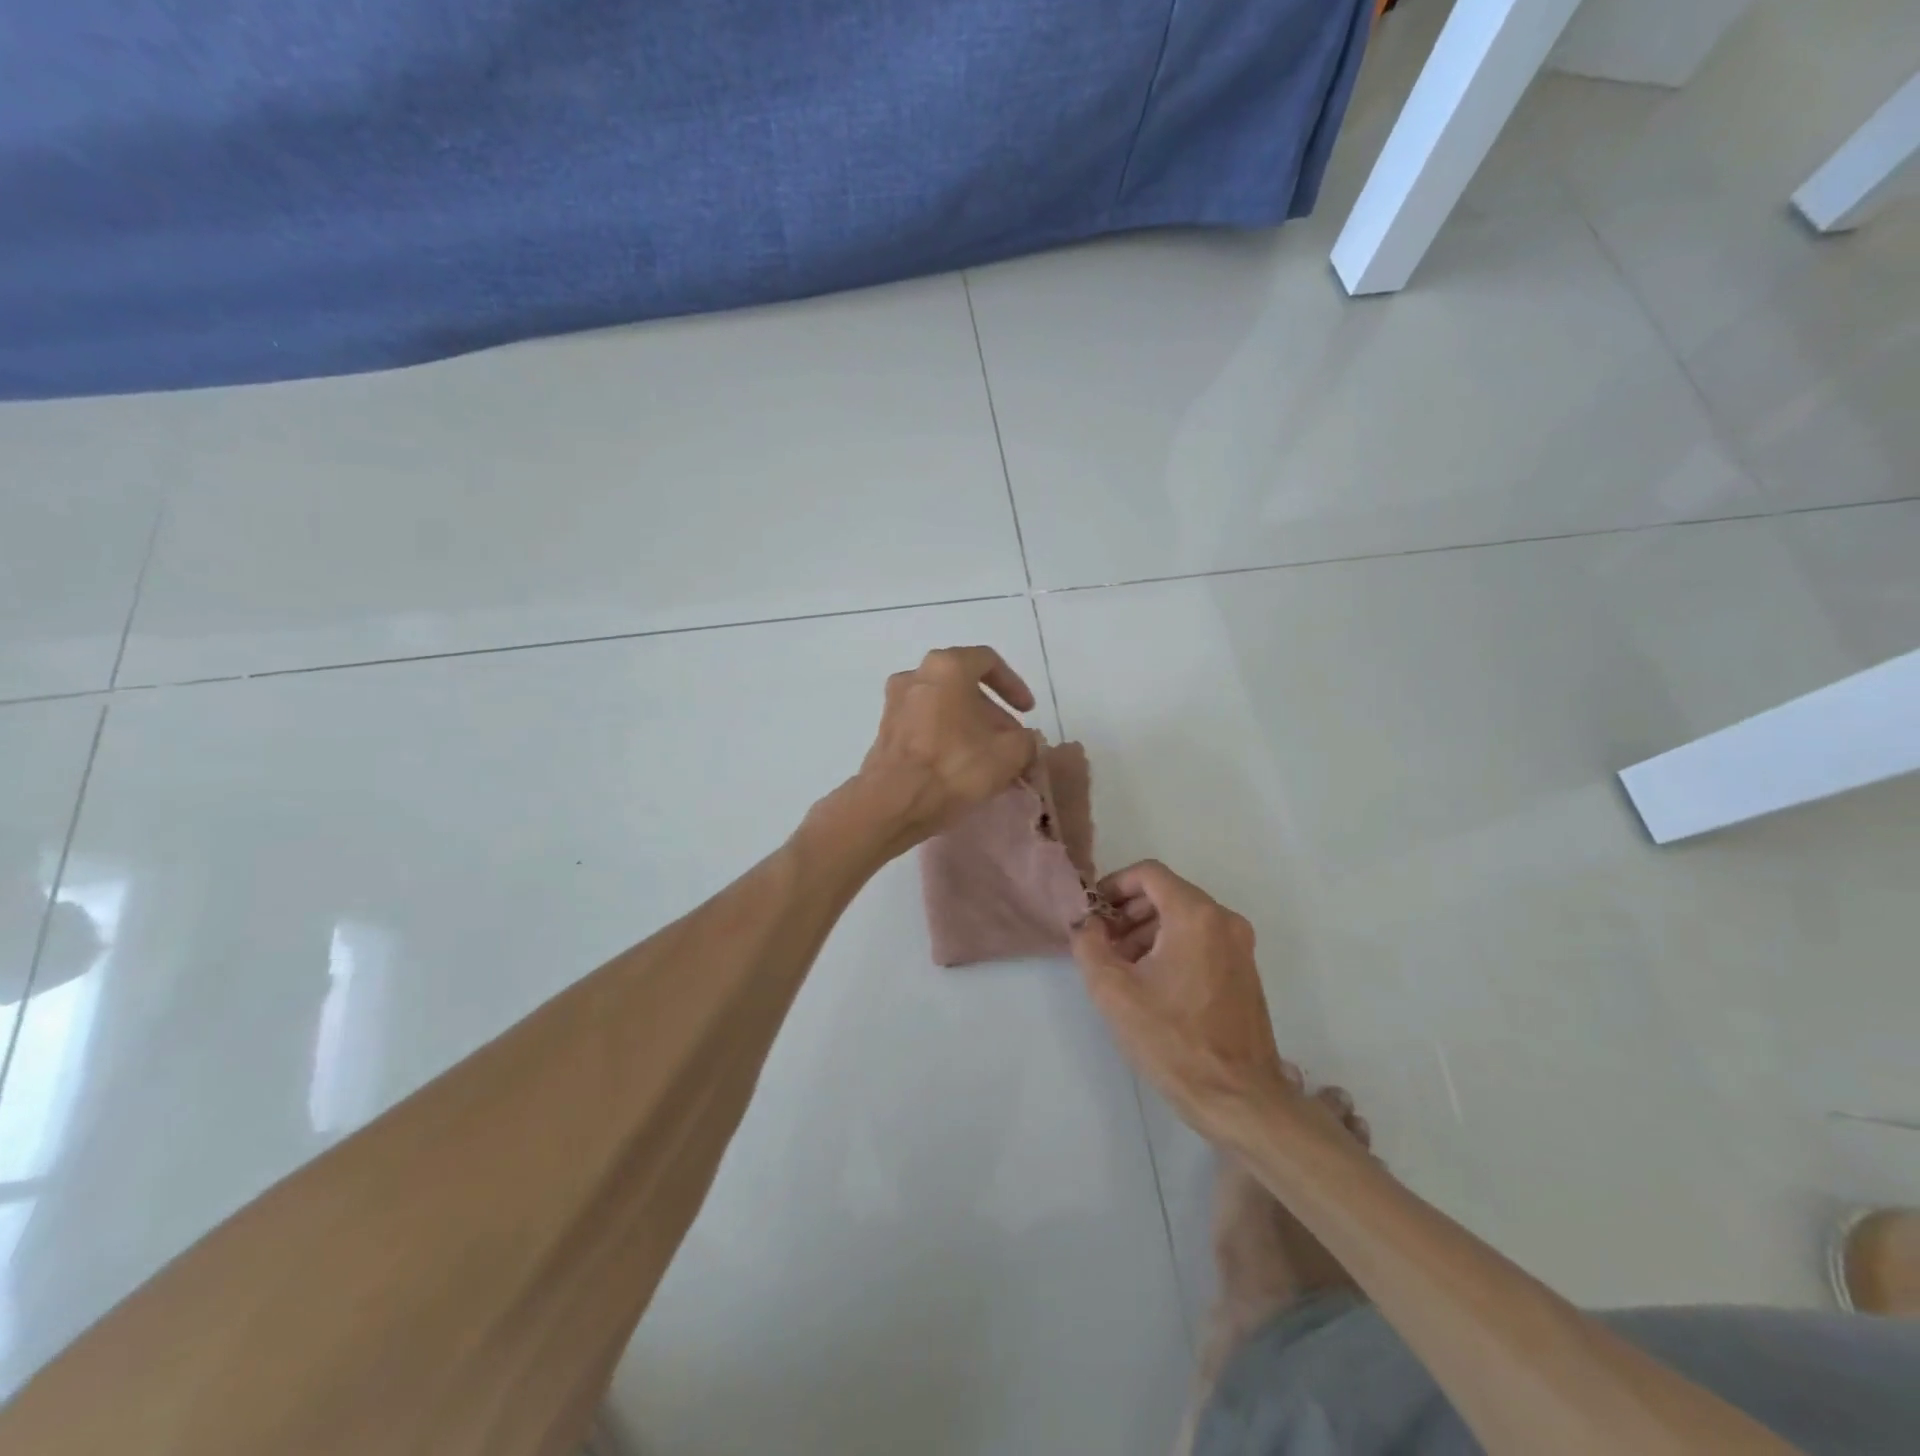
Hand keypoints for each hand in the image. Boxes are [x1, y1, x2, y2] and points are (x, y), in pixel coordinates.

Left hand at [852, 646, 1037, 850]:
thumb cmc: (954, 766)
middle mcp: (916, 675)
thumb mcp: (1009, 754)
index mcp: (947, 667)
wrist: (892, 802)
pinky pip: (925, 723)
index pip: (988, 661)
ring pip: (943, 705)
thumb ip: (1027, 740)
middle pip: (964, 685)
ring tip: (987, 757)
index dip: (1014, 685)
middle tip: (1010, 740)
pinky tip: (960, 766)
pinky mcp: (885, 730)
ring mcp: (895, 702)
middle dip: (992, 712)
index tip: (1027, 712)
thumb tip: (1026, 741)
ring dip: (969, 725)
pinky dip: (946, 736)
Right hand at [1072, 861, 1298, 1144]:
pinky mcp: (1245, 971)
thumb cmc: (1172, 1041)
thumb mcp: (1113, 992)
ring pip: (1184, 918)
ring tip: (1121, 965)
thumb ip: (1089, 945)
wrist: (1239, 1099)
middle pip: (1168, 893)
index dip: (1114, 884)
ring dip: (1147, 930)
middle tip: (1101, 941)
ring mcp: (1240, 946)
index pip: (1149, 874)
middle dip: (1128, 911)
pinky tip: (1151, 981)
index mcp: (1196, 916)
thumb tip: (1085, 923)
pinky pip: (1202, 940)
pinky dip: (1172, 946)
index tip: (1093, 911)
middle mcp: (1224, 921)